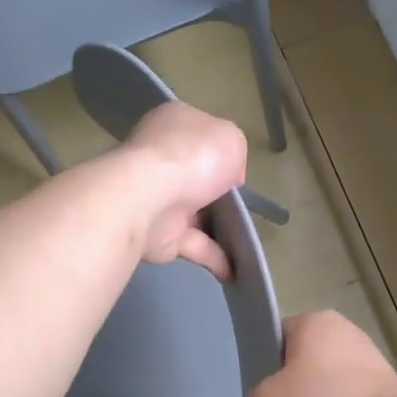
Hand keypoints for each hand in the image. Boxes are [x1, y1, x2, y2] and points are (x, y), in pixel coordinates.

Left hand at [119, 102, 247, 279]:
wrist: (150, 198)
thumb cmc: (192, 157)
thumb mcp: (231, 138)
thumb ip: (234, 152)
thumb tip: (229, 177)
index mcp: (174, 126)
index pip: (199, 135)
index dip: (221, 150)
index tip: (237, 168)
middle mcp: (162, 160)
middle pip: (196, 176)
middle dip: (218, 191)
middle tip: (243, 204)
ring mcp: (158, 198)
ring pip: (195, 214)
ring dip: (218, 228)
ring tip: (246, 240)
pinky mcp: (160, 235)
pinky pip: (195, 246)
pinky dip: (216, 258)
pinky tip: (237, 271)